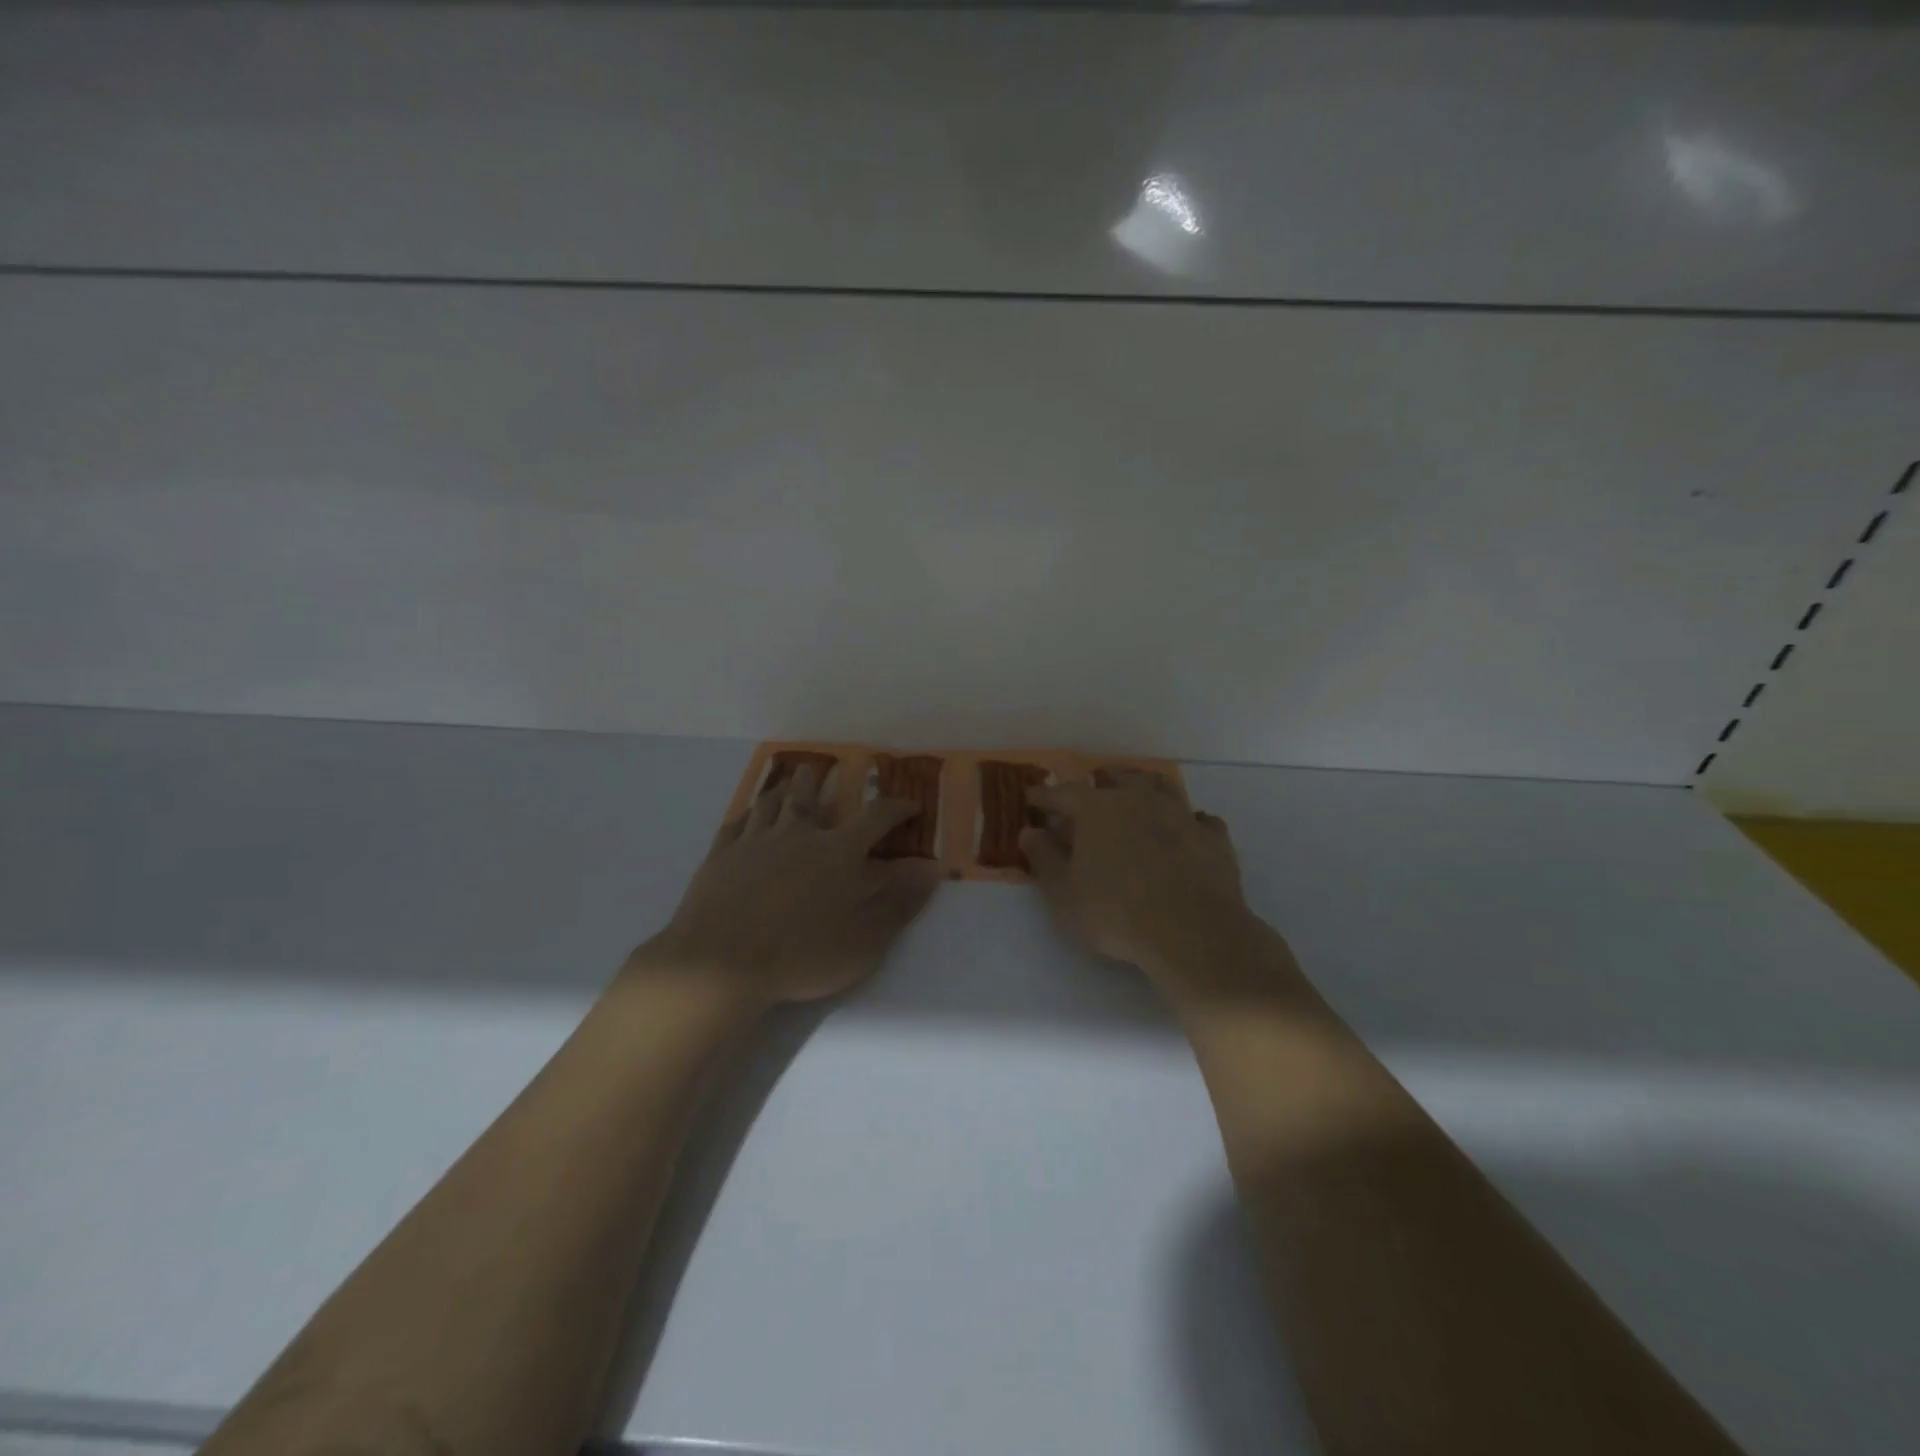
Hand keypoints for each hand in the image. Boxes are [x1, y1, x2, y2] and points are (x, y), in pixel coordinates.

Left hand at [634, 767, 941, 1009]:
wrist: (724, 962)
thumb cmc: (805, 953)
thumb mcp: (867, 938)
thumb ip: (900, 901)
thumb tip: (931, 867)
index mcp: (839, 852)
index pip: (876, 818)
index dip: (897, 808)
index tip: (910, 805)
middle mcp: (798, 835)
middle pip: (809, 797)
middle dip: (816, 782)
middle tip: (817, 769)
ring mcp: (755, 843)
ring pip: (769, 804)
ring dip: (779, 790)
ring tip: (783, 782)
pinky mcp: (721, 857)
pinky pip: (734, 825)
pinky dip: (744, 816)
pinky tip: (744, 817)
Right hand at [1020, 772, 1268, 1002]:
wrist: (1192, 933)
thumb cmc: (1115, 913)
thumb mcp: (1063, 894)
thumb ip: (1044, 859)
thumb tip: (1030, 832)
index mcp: (1098, 809)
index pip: (1063, 793)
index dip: (1044, 796)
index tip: (1032, 798)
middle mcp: (1139, 800)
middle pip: (1117, 779)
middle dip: (1101, 782)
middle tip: (1092, 790)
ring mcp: (1181, 815)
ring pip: (1161, 788)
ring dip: (1145, 790)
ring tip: (1138, 798)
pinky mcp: (1213, 838)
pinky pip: (1199, 819)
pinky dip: (1188, 821)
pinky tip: (1187, 830)